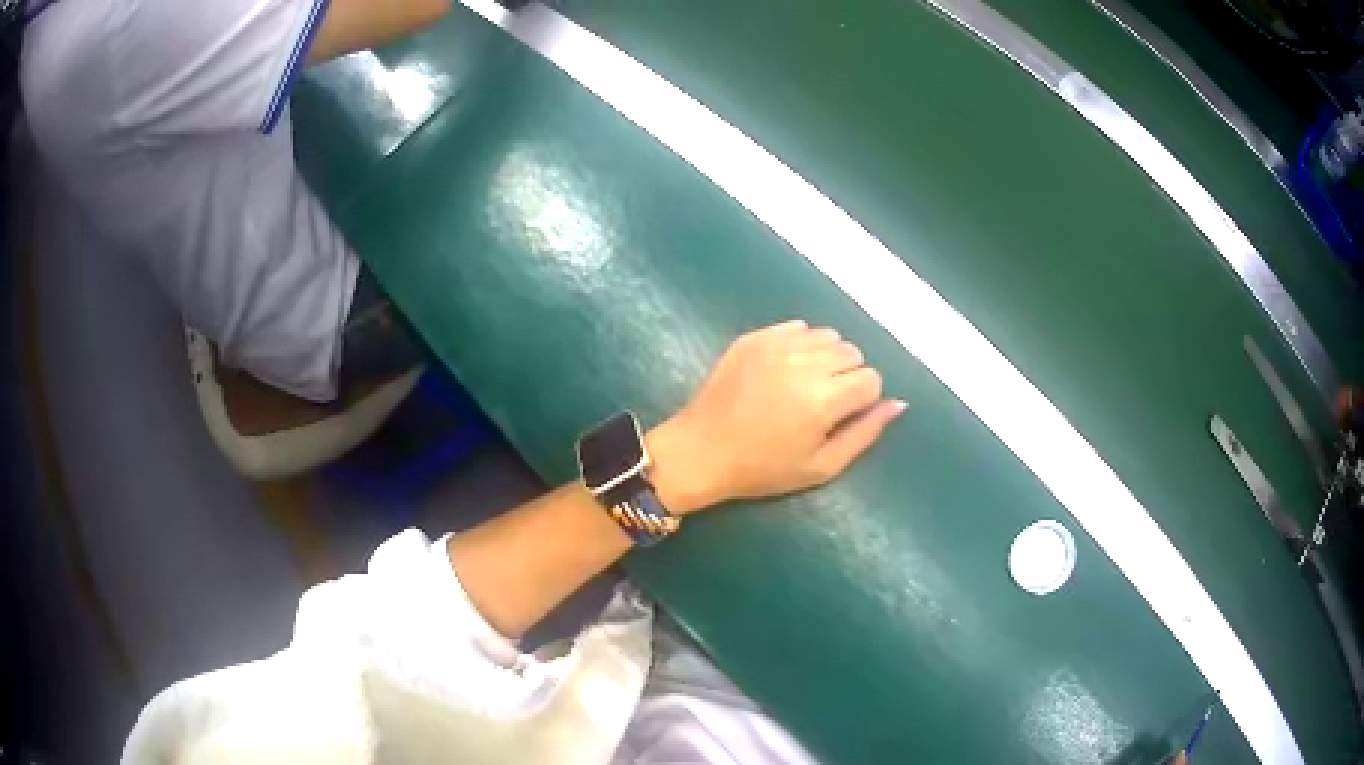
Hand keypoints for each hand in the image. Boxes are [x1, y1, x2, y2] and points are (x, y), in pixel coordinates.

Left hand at [648, 320, 906, 513]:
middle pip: (853, 353)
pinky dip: (801, 344)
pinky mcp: (755, 336)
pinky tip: (783, 369)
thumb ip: (866, 434)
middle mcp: (805, 363)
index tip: (841, 417)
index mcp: (824, 399)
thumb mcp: (821, 466)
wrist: (701, 451)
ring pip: (828, 336)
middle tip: (823, 402)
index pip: (872, 379)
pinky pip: (797, 327)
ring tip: (804, 384)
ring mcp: (777, 344)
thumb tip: (899, 404)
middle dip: (848, 376)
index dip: (863, 400)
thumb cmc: (764, 469)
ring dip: (826, 357)